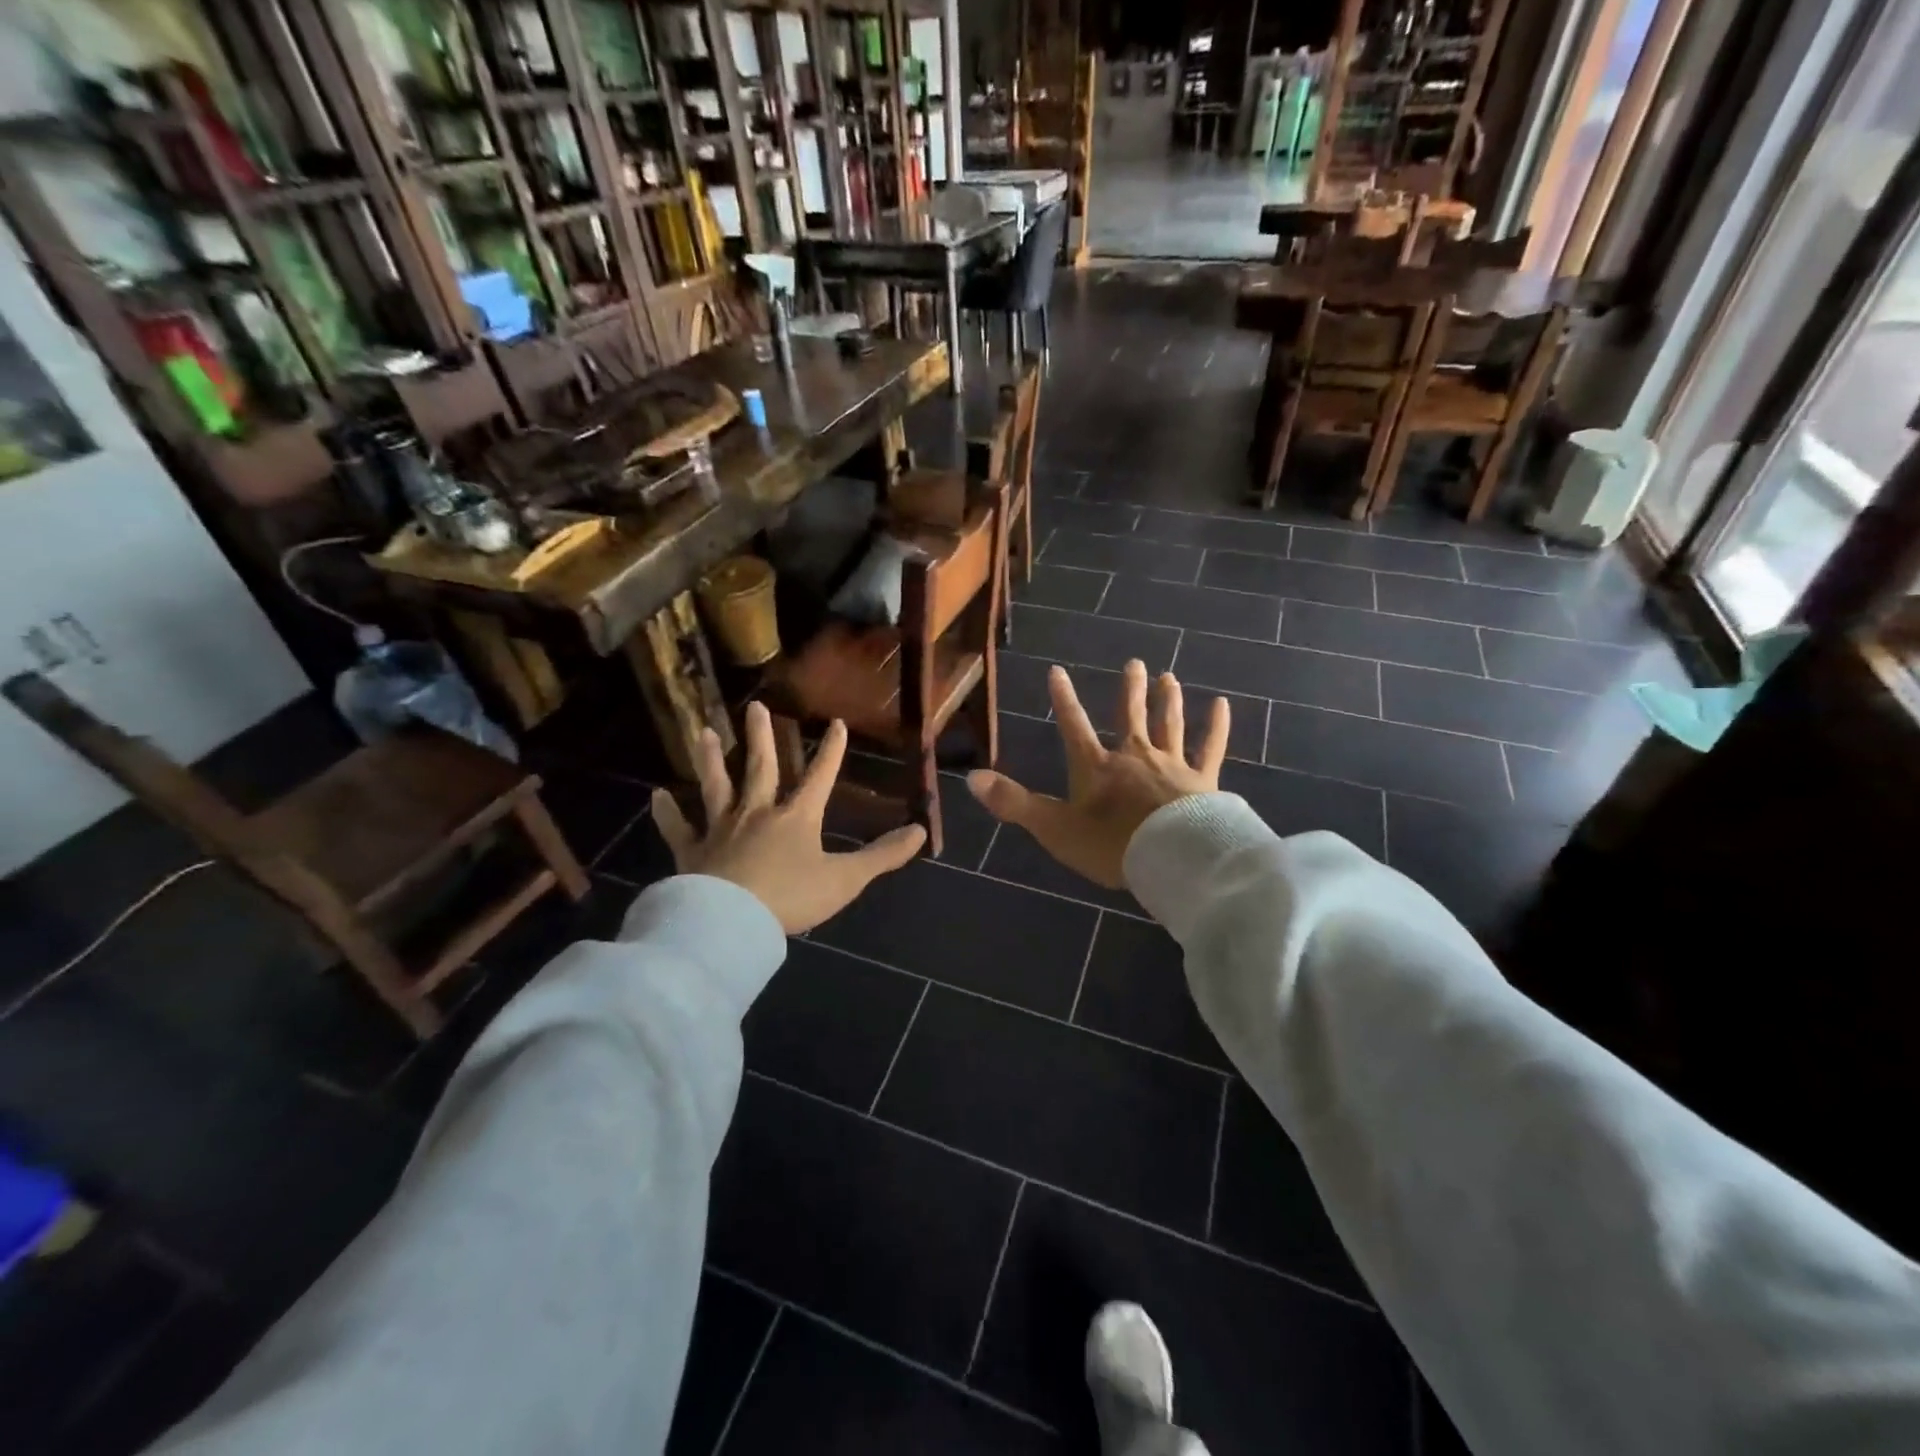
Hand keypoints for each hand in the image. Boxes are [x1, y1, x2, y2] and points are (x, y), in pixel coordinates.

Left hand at [651, 704, 926, 933]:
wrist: (732, 921)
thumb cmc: (792, 897)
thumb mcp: (846, 879)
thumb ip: (883, 855)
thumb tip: (921, 831)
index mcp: (797, 817)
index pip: (820, 776)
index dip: (831, 750)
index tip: (835, 722)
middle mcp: (758, 812)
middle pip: (760, 767)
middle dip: (761, 736)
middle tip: (754, 706)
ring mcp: (721, 829)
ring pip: (716, 786)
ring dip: (710, 759)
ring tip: (702, 731)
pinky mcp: (692, 852)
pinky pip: (678, 828)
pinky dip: (667, 813)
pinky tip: (655, 796)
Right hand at [967, 660, 1227, 889]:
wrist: (1174, 859)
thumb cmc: (1112, 846)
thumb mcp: (1055, 828)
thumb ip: (1015, 804)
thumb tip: (971, 778)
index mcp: (1097, 768)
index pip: (1074, 727)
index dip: (1063, 700)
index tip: (1057, 670)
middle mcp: (1134, 757)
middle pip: (1130, 716)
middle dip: (1130, 691)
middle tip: (1135, 663)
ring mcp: (1172, 766)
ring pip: (1169, 725)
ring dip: (1168, 700)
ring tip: (1169, 676)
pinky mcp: (1203, 781)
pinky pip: (1210, 748)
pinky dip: (1216, 726)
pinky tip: (1221, 705)